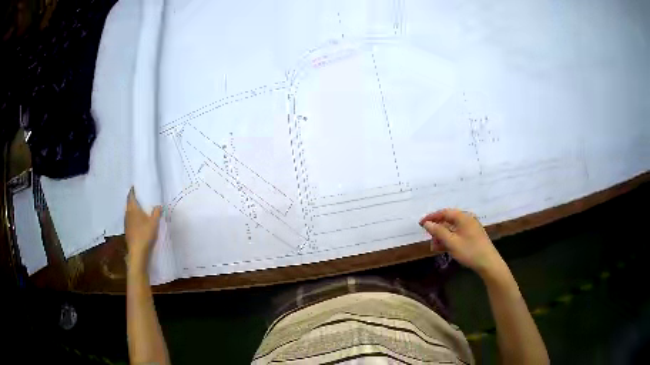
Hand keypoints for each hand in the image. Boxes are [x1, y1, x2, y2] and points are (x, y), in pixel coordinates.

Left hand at [125, 187, 161, 269]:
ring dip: (132, 209)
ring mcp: (126, 223)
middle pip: (128, 204)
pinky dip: (132, 217)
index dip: (132, 191)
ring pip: (128, 212)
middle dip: (132, 200)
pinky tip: (137, 222)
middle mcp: (128, 213)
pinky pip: (129, 220)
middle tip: (138, 197)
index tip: (134, 187)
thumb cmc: (145, 234)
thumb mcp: (154, 222)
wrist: (137, 251)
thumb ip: (156, 212)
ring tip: (138, 208)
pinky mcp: (127, 230)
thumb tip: (159, 205)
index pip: (131, 196)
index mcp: (133, 209)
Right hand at [420, 209, 505, 277]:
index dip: (431, 217)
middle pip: (448, 220)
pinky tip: (445, 248)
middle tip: (429, 240)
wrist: (488, 263)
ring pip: (452, 228)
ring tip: (435, 248)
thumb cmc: (469, 251)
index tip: (421, 224)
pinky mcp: (473, 235)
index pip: (444, 212)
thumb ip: (438, 231)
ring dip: (442, 237)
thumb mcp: (451, 242)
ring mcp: (471, 227)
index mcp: (463, 217)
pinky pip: (458, 234)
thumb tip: (427, 223)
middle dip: (437, 230)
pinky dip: (450, 239)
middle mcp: (467, 219)